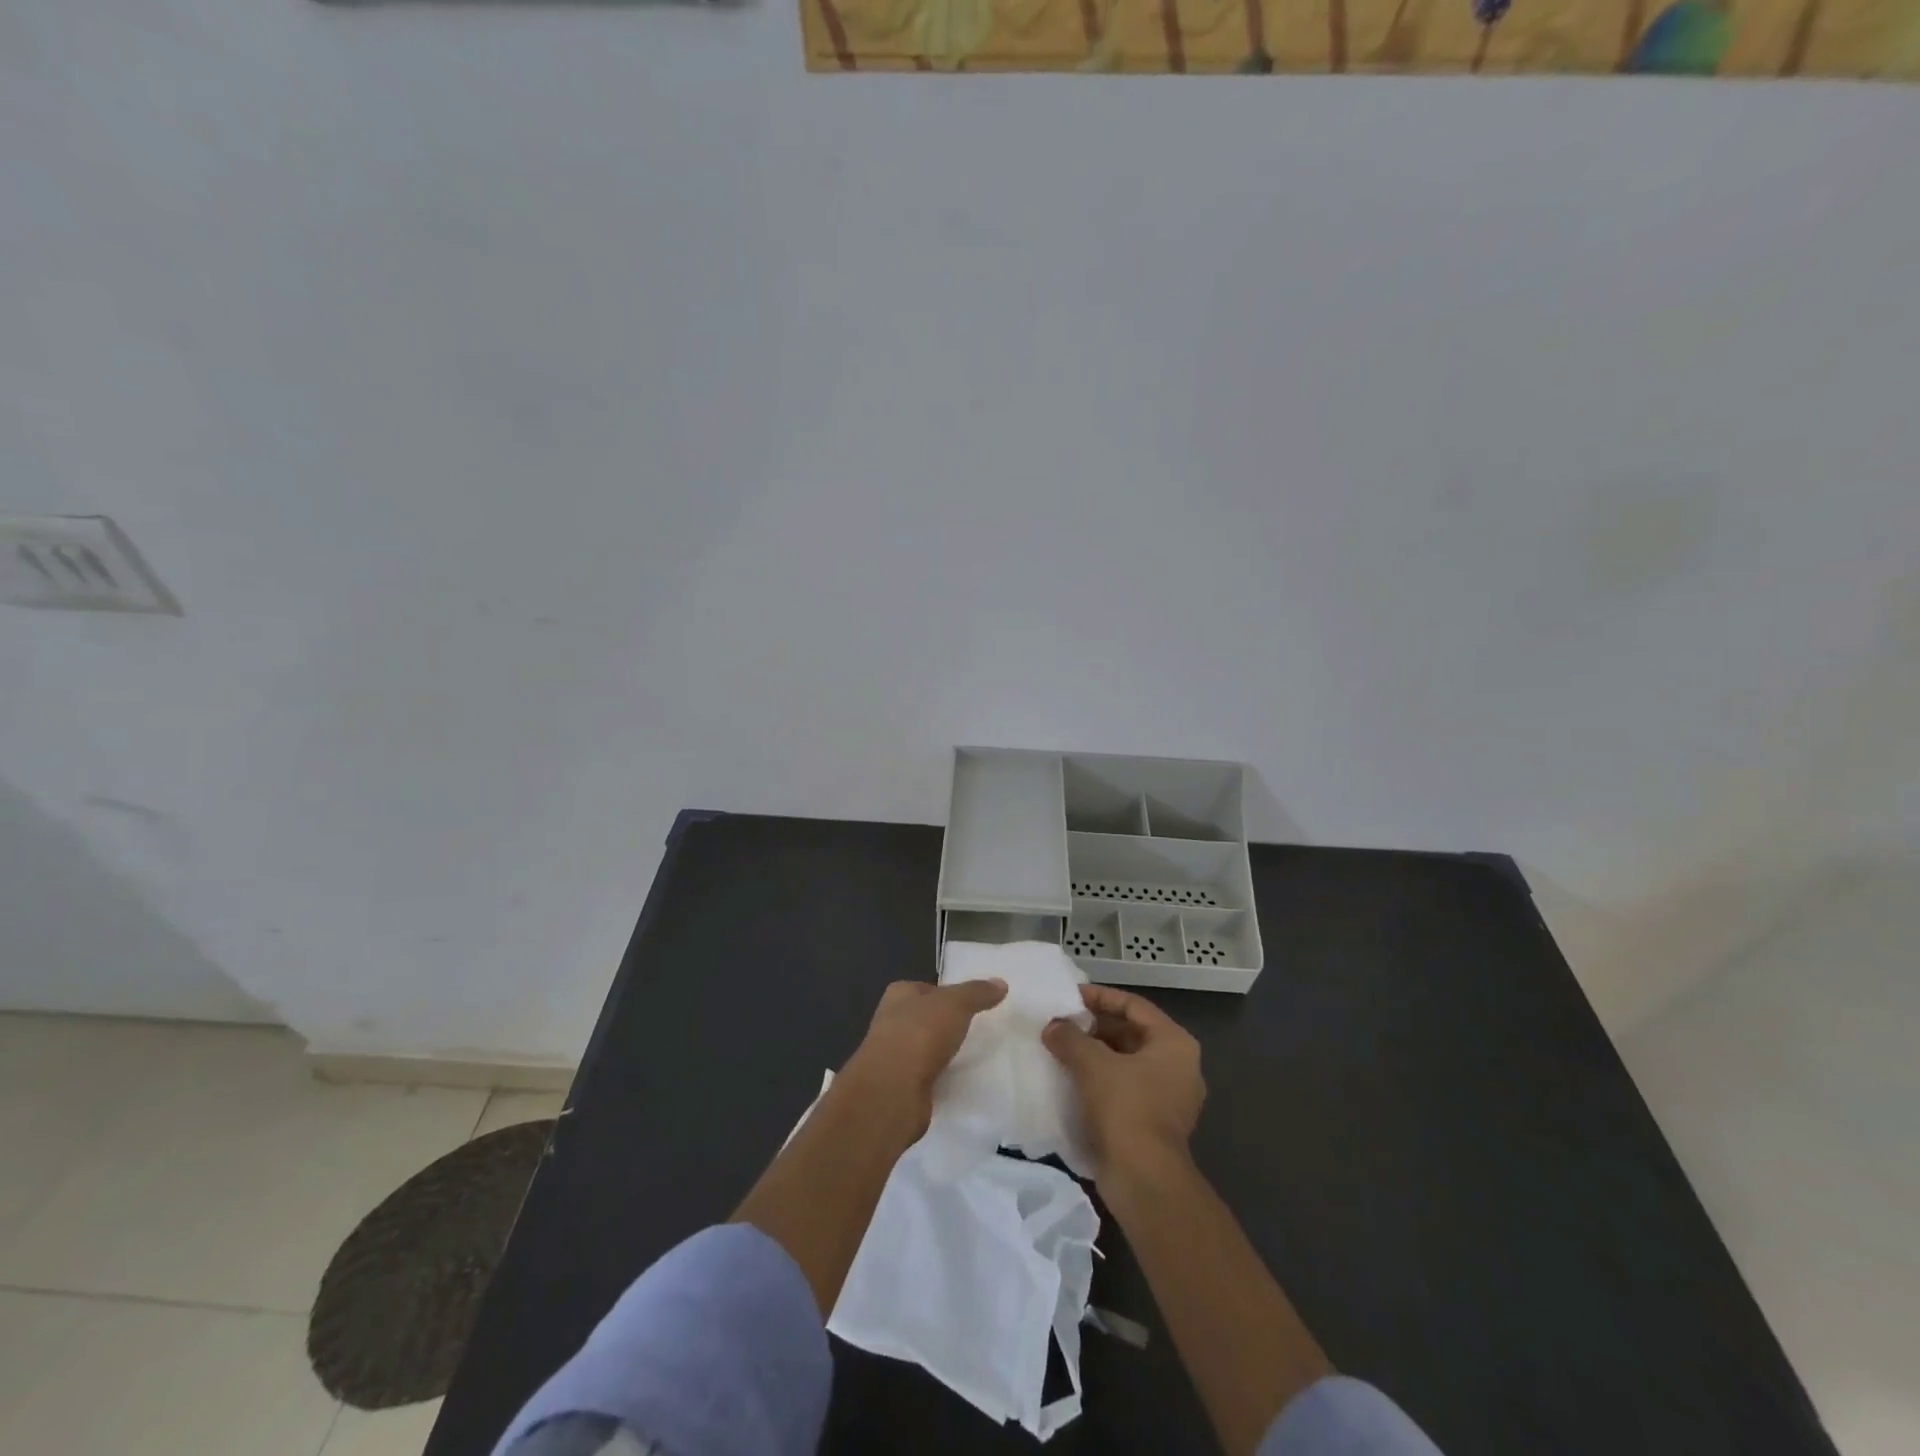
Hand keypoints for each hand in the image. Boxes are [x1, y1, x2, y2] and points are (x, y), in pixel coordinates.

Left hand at [841, 978, 1006, 1132]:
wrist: (893, 1090)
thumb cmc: (920, 1033)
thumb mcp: (955, 1004)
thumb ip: (977, 992)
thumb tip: (1001, 983)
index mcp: (899, 995)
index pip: (925, 988)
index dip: (946, 993)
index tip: (970, 1004)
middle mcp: (891, 1021)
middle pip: (924, 1018)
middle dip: (944, 1024)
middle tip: (975, 1029)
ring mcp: (893, 1056)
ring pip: (924, 1048)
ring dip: (942, 1052)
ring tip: (971, 1055)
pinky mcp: (900, 1086)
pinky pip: (925, 1076)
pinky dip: (939, 1077)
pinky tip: (958, 1080)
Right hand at [1044, 983, 1204, 1177]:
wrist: (1144, 1180)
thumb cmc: (1126, 1108)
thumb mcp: (1092, 1064)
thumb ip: (1070, 1037)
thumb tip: (1053, 1027)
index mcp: (1174, 1043)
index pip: (1133, 1006)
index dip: (1100, 997)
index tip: (1070, 996)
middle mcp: (1178, 1066)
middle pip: (1130, 1032)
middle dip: (1094, 1027)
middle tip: (1061, 1022)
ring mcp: (1169, 1096)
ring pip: (1125, 1061)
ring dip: (1094, 1053)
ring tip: (1060, 1047)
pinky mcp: (1154, 1122)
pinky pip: (1124, 1087)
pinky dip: (1100, 1079)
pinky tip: (1070, 1077)